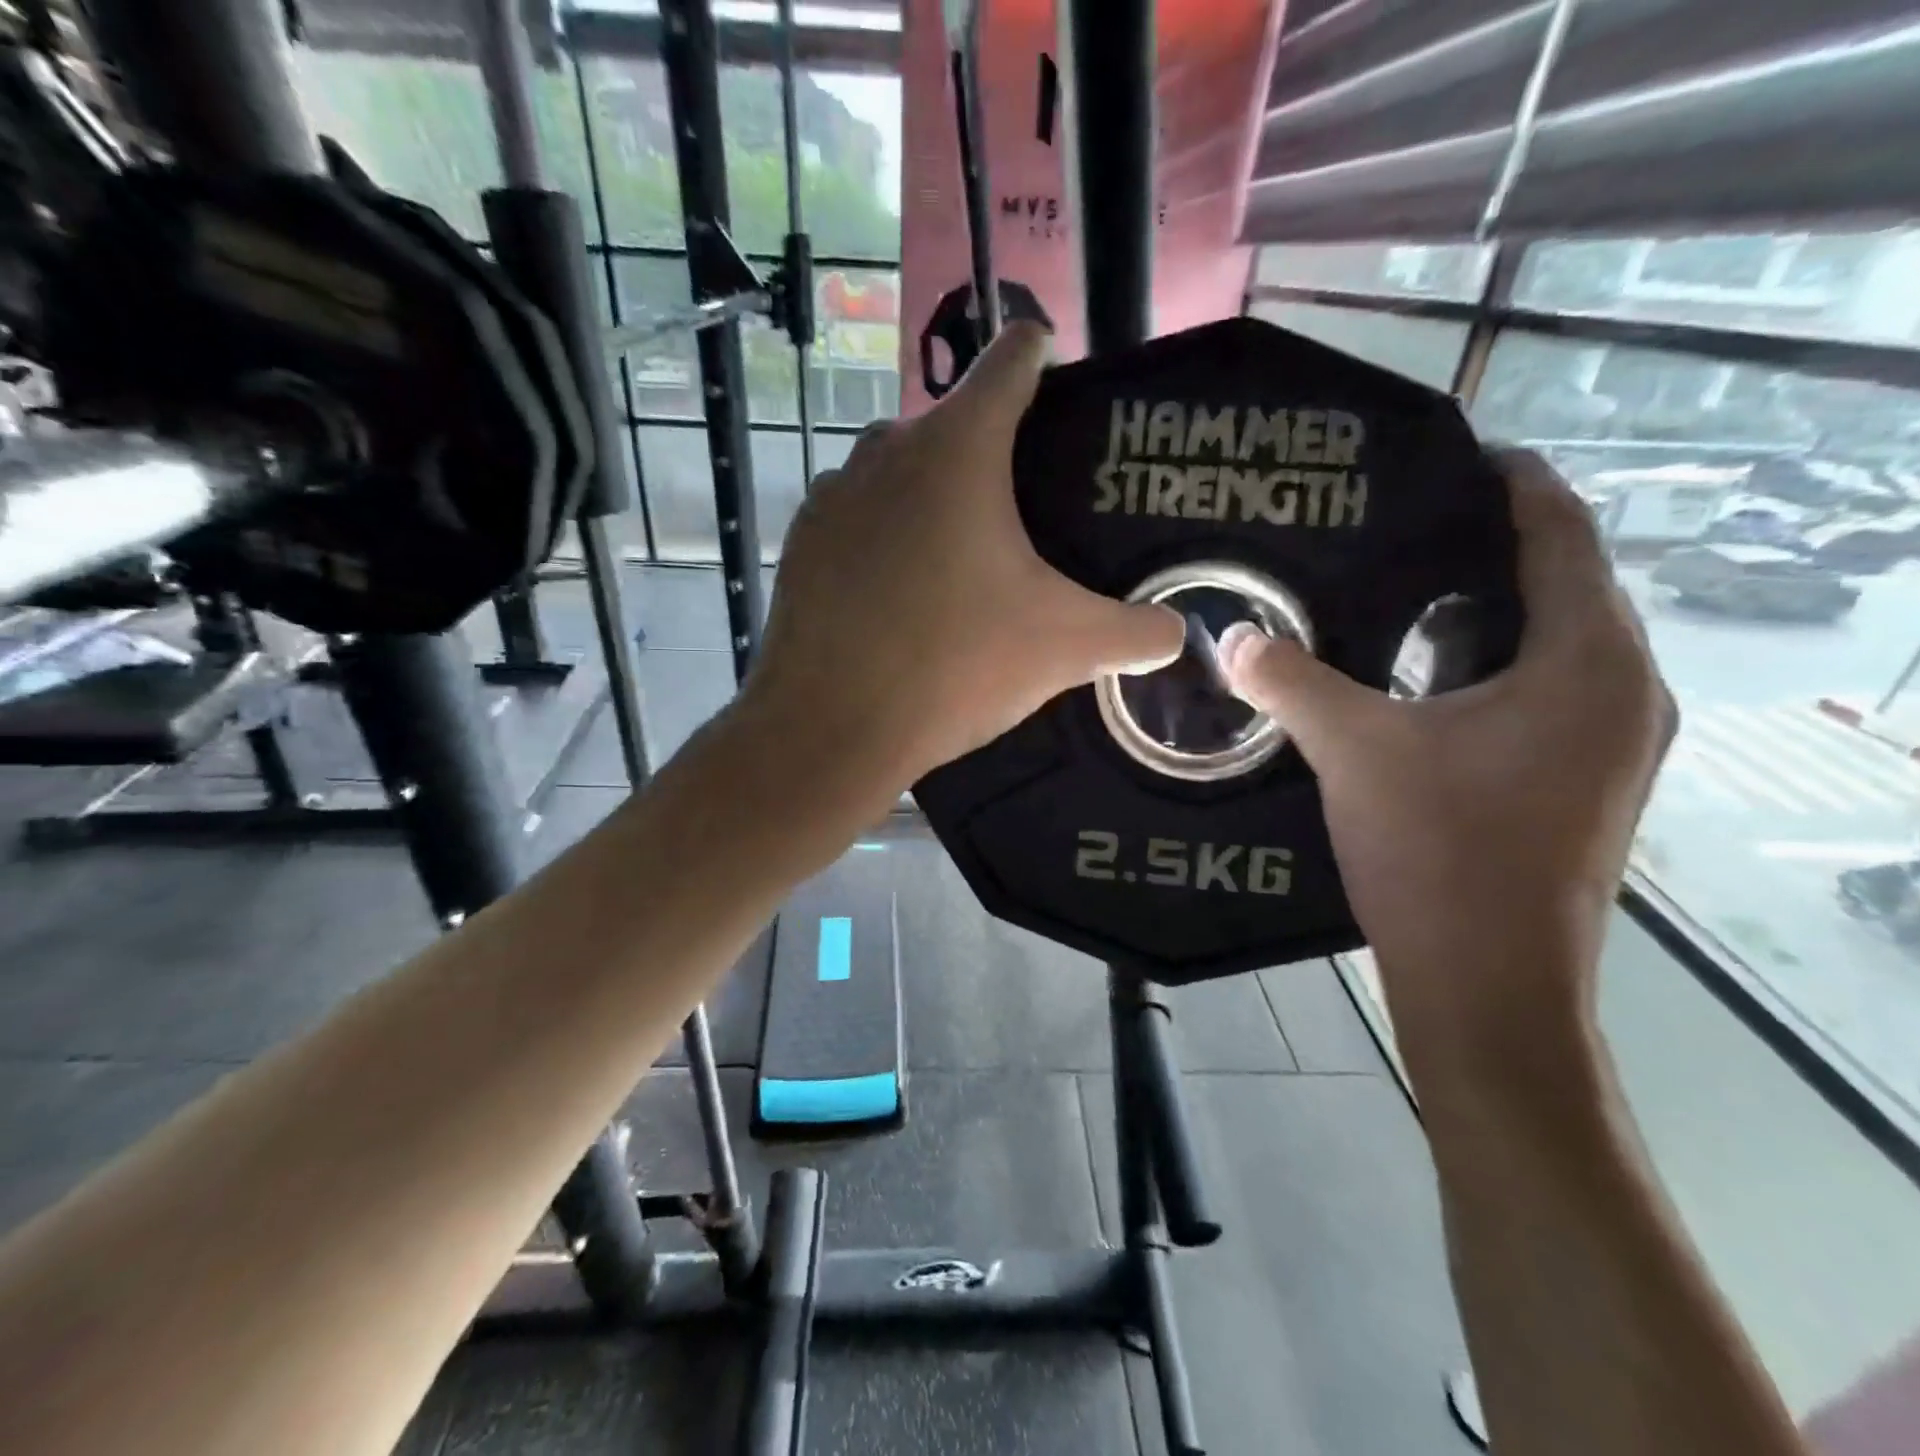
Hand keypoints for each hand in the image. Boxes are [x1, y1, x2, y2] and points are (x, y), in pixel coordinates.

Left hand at [740, 322, 1184, 810]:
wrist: (831, 727)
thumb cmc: (953, 666)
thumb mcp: (1064, 647)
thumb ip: (1135, 632)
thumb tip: (1174, 635)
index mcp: (959, 448)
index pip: (1013, 359)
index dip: (1044, 358)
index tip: (1063, 387)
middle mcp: (887, 449)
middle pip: (954, 423)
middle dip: (992, 454)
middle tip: (1027, 514)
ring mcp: (833, 494)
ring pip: (898, 472)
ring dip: (932, 498)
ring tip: (962, 561)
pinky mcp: (801, 541)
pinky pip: (857, 518)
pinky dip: (885, 538)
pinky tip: (902, 594)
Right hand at [1221, 450, 1675, 1050]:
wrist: (1489, 987)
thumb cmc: (1440, 857)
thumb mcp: (1355, 753)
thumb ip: (1291, 682)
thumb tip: (1229, 636)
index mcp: (1587, 664)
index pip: (1562, 535)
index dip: (1511, 483)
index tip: (1448, 454)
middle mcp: (1621, 690)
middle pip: (1560, 583)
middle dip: (1485, 543)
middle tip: (1395, 520)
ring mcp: (1607, 741)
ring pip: (1547, 640)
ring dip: (1482, 607)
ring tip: (1398, 582)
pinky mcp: (1578, 778)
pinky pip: (1537, 687)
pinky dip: (1483, 660)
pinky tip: (1415, 670)